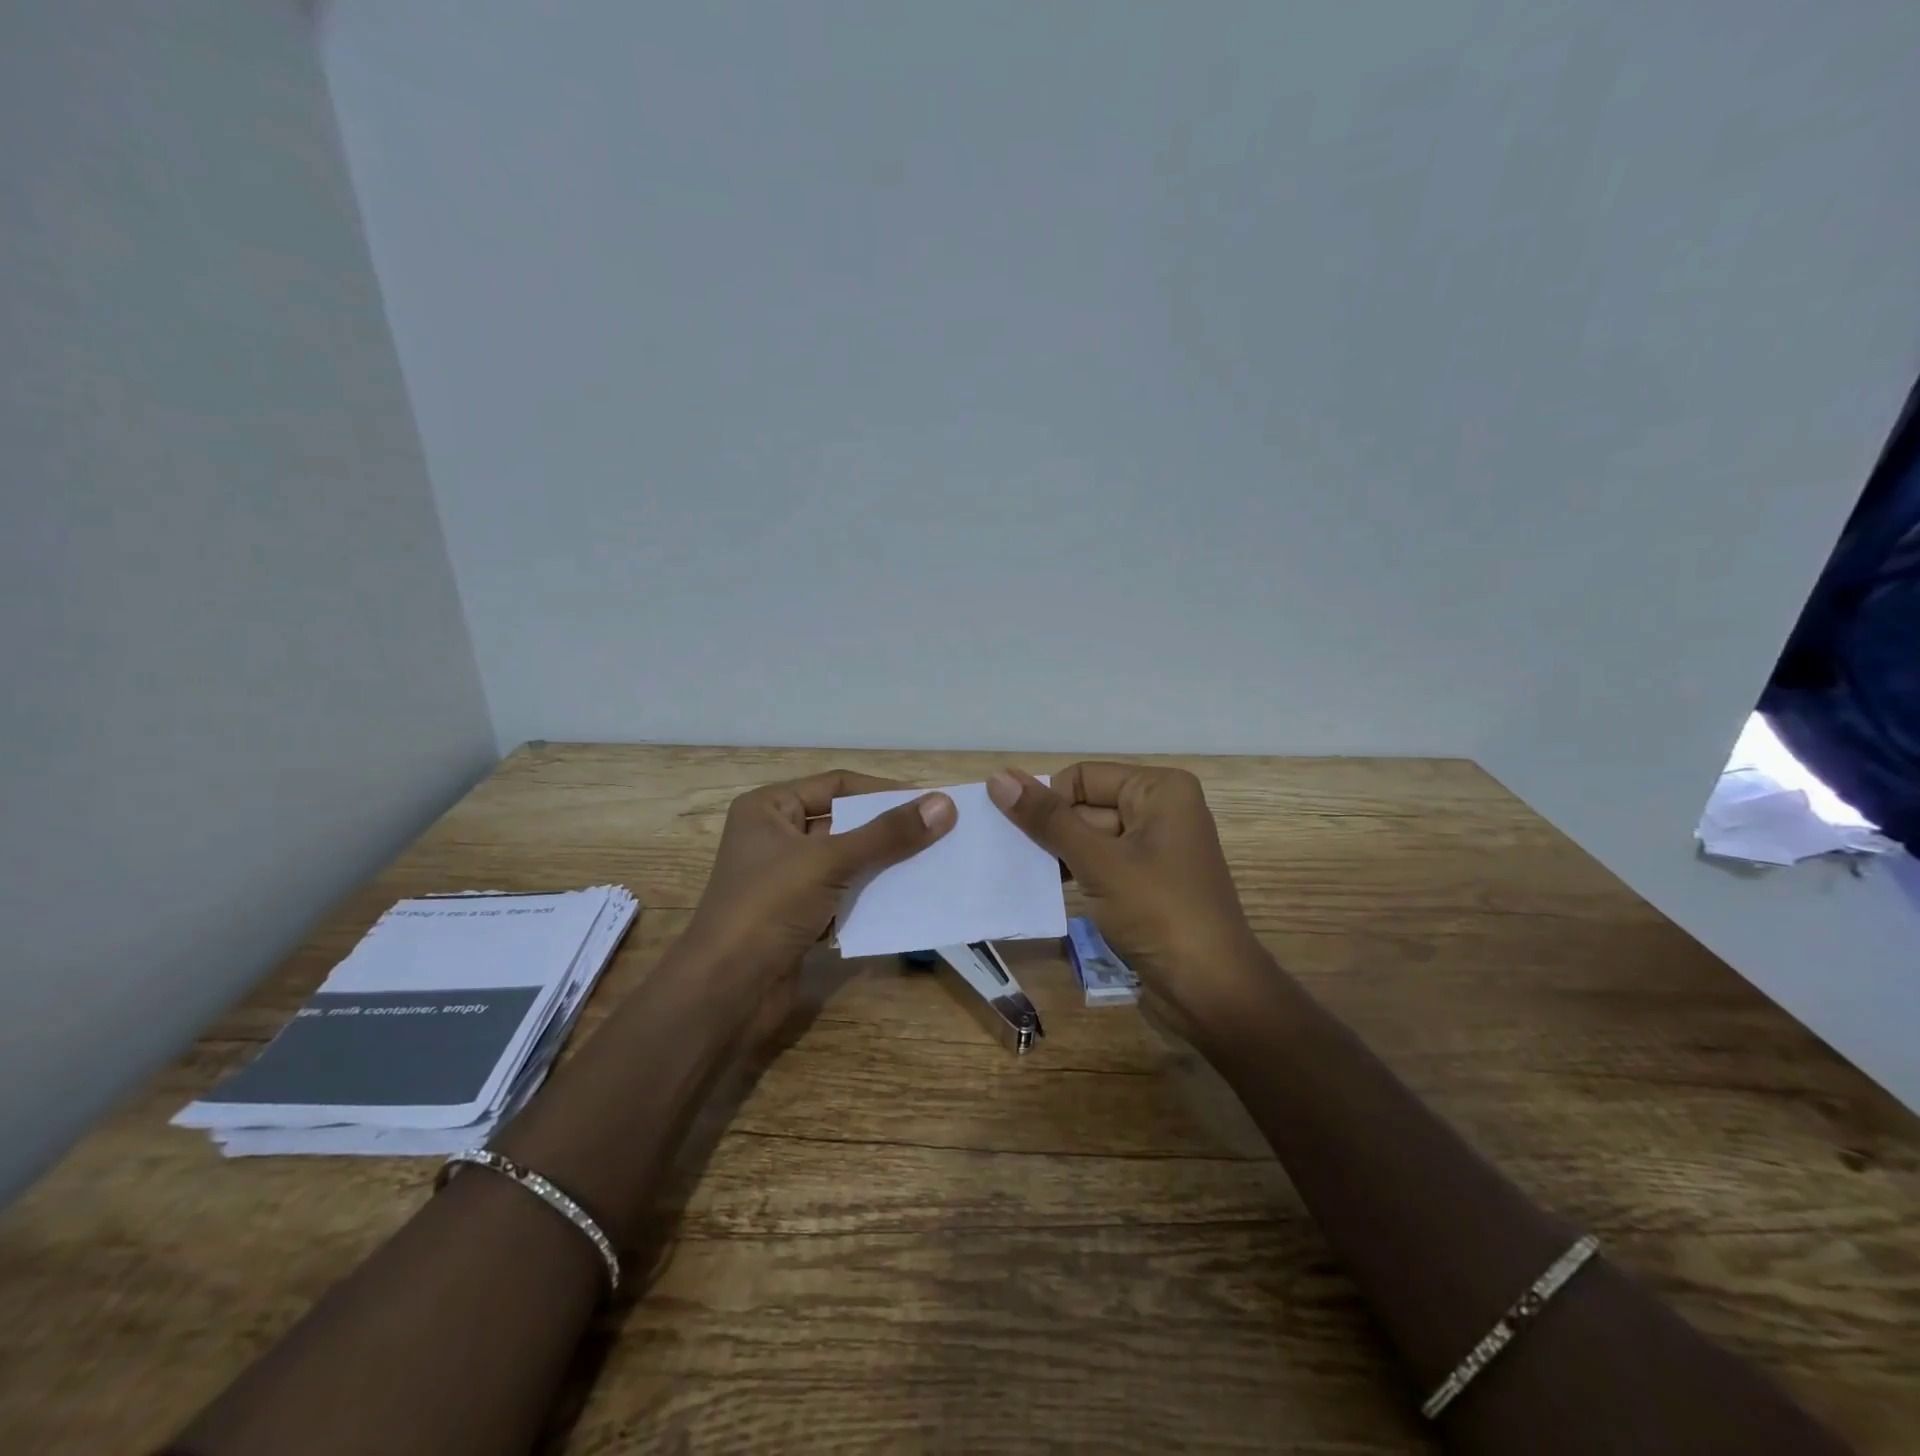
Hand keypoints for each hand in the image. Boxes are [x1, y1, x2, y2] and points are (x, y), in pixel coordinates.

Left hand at [679, 770, 955, 995]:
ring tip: (935, 863)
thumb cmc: (768, 907)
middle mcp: (775, 837)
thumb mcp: (830, 861)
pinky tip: (909, 899)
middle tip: (941, 832)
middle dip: (889, 829)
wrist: (725, 993)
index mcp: (769, 809)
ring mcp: (785, 880)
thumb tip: (945, 804)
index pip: (838, 785)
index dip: (884, 791)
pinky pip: (844, 894)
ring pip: (847, 861)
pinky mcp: (797, 916)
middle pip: (844, 823)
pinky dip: (872, 896)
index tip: (931, 801)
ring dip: (885, 864)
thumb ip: (888, 834)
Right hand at [988, 764, 1268, 1032]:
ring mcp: (1156, 849)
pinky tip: (1051, 891)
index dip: (1050, 803)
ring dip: (1060, 855)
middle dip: (1052, 831)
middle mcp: (1161, 809)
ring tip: (1028, 875)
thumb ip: (1048, 820)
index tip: (1022, 837)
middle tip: (1013, 857)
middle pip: (1086, 806)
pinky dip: (1077, 874)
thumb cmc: (1159, 913)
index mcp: (1160, 790)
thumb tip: (998, 777)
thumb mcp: (1099, 863)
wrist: (1212, 992)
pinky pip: (1102, 864)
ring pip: (1090, 838)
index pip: (1083, 777)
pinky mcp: (1148, 882)